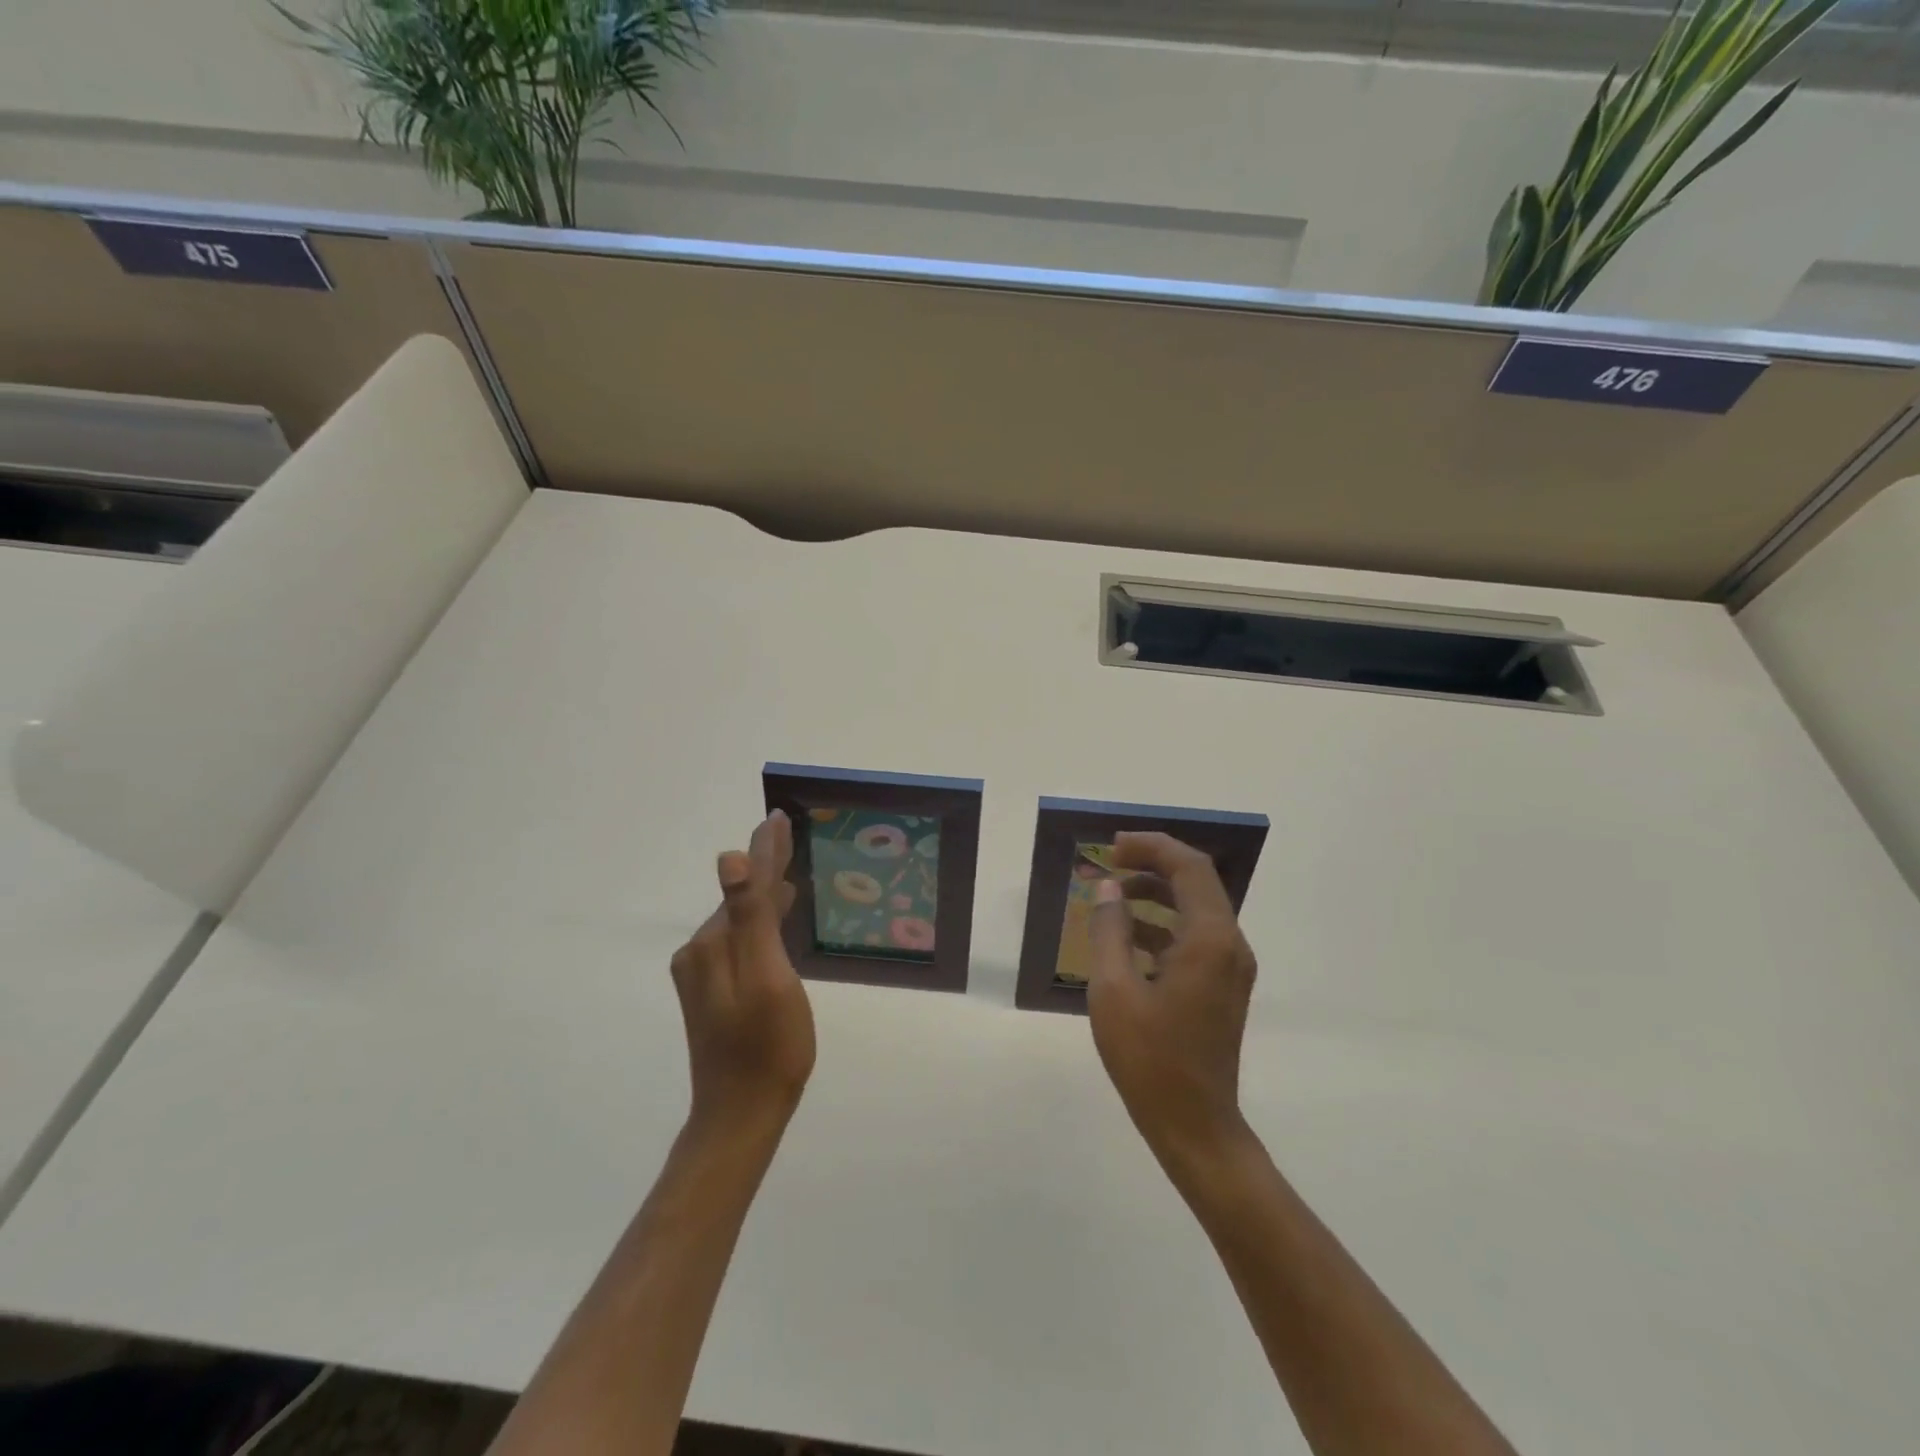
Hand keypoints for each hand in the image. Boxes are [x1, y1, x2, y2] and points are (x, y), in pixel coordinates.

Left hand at [669, 810, 815, 1133]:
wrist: (742, 1115)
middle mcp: (700, 952)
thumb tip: (729, 859)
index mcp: (714, 943)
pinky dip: (759, 922)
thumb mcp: (768, 977)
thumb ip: (751, 918)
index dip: (766, 850)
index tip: (780, 817)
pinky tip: (774, 921)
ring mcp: (703, 974)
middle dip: (764, 867)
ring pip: (739, 920)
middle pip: (740, 898)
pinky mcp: (712, 992)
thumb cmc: (768, 1046)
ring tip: (788, 874)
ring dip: (762, 894)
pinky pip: (739, 941)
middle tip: (790, 836)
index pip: (745, 883)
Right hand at [1088, 832, 1257, 1169]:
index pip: (1188, 867)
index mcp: (1209, 940)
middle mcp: (1230, 945)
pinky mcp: (1222, 985)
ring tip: (1110, 894)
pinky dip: (1163, 923)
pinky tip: (1126, 935)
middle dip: (1152, 864)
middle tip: (1108, 862)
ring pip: (1195, 908)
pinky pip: (1194, 935)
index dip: (1152, 847)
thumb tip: (1106, 889)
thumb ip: (1109, 931)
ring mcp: (1230, 966)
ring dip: (1155, 893)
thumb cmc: (1150, 1059)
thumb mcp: (1113, 990)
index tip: (1112, 846)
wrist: (1195, 1125)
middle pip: (1196, 881)